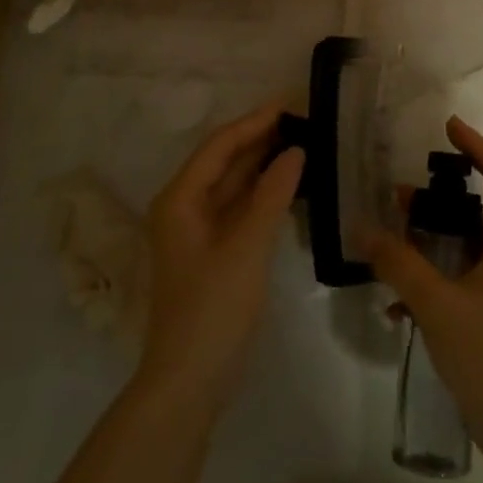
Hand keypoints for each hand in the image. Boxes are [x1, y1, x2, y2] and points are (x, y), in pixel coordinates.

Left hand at [137, 102, 303, 413]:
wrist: (190, 379)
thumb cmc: (213, 308)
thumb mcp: (246, 246)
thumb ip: (271, 194)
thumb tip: (295, 151)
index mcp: (180, 198)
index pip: (219, 145)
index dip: (254, 121)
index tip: (290, 102)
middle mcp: (183, 207)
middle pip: (224, 161)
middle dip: (260, 139)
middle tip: (303, 119)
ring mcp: (198, 231)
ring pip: (233, 185)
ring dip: (263, 164)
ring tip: (303, 143)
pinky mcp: (213, 251)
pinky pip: (239, 208)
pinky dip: (263, 194)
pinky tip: (290, 185)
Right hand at [361, 117, 482, 449]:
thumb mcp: (436, 305)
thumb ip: (398, 263)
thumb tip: (363, 229)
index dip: (475, 145)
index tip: (446, 126)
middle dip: (441, 196)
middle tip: (402, 195)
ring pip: (471, 243)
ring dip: (433, 237)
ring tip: (393, 239)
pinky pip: (466, 276)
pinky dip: (436, 276)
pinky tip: (398, 304)